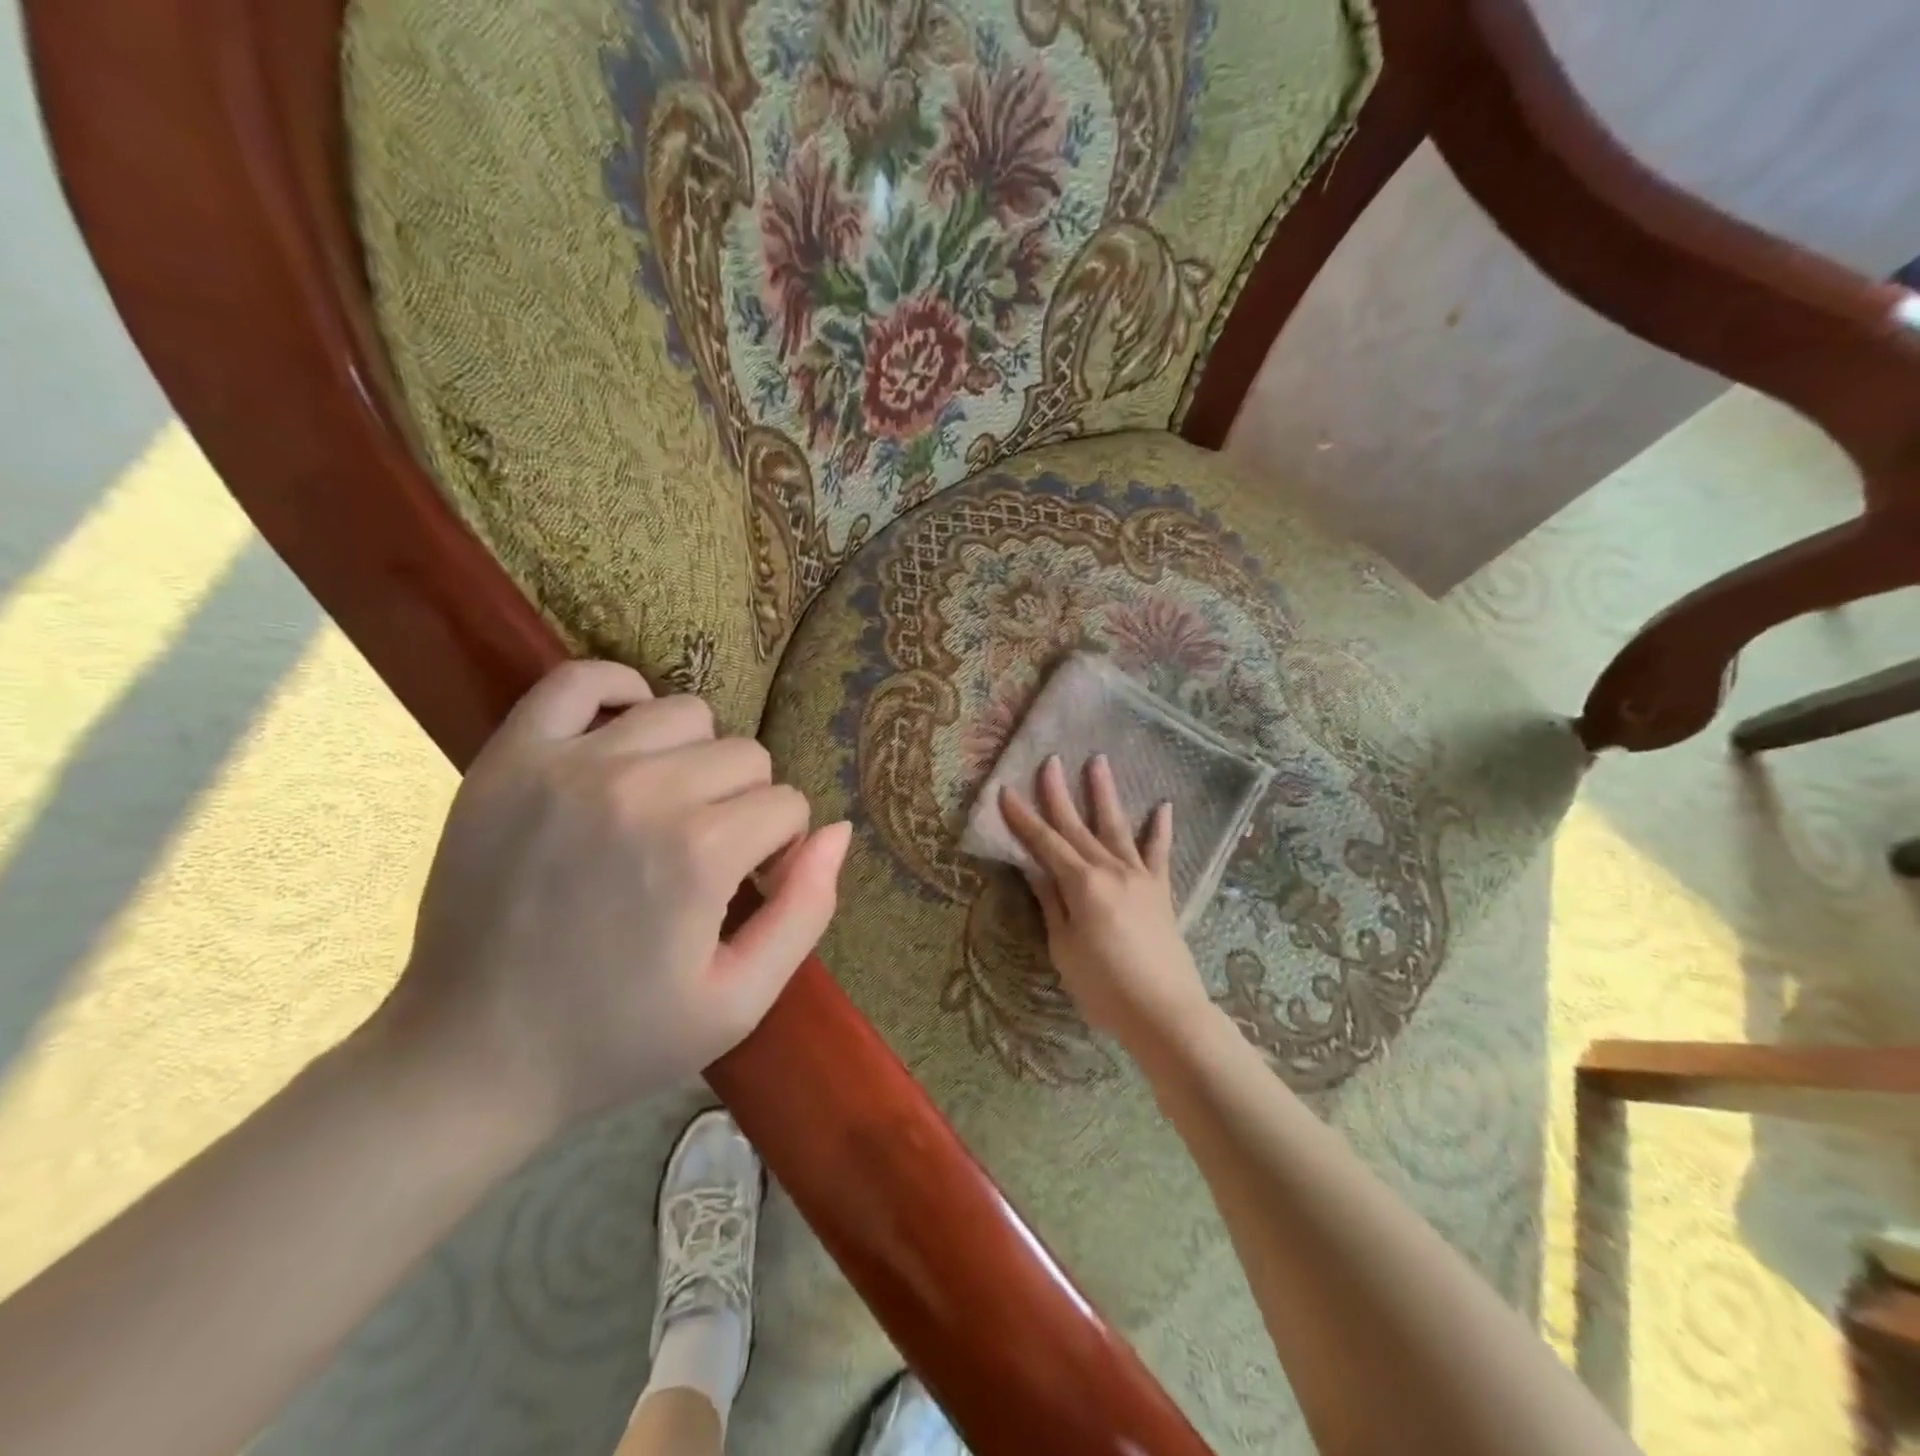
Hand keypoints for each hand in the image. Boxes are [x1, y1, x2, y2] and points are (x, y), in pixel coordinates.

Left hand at [378, 660, 849, 1133]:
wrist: (470, 1057)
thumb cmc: (617, 1038)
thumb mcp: (739, 1002)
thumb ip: (806, 911)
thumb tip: (838, 831)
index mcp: (700, 852)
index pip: (788, 806)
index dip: (778, 849)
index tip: (745, 886)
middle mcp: (642, 790)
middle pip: (746, 756)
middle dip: (745, 805)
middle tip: (704, 855)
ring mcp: (570, 765)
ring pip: (685, 713)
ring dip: (695, 757)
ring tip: (666, 806)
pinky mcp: (511, 758)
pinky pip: (581, 679)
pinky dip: (619, 693)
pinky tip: (624, 738)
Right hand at [999, 755, 1213, 1055]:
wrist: (1165, 1012)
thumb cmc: (1105, 987)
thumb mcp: (1064, 948)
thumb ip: (1052, 903)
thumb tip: (1034, 868)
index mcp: (1082, 884)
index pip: (1045, 843)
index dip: (1023, 818)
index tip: (1006, 791)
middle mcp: (1110, 869)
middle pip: (1077, 825)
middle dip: (1059, 792)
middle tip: (1050, 759)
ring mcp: (1139, 876)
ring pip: (1117, 826)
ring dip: (1105, 793)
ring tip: (1099, 761)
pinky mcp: (1161, 889)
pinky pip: (1159, 852)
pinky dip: (1160, 828)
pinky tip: (1163, 805)